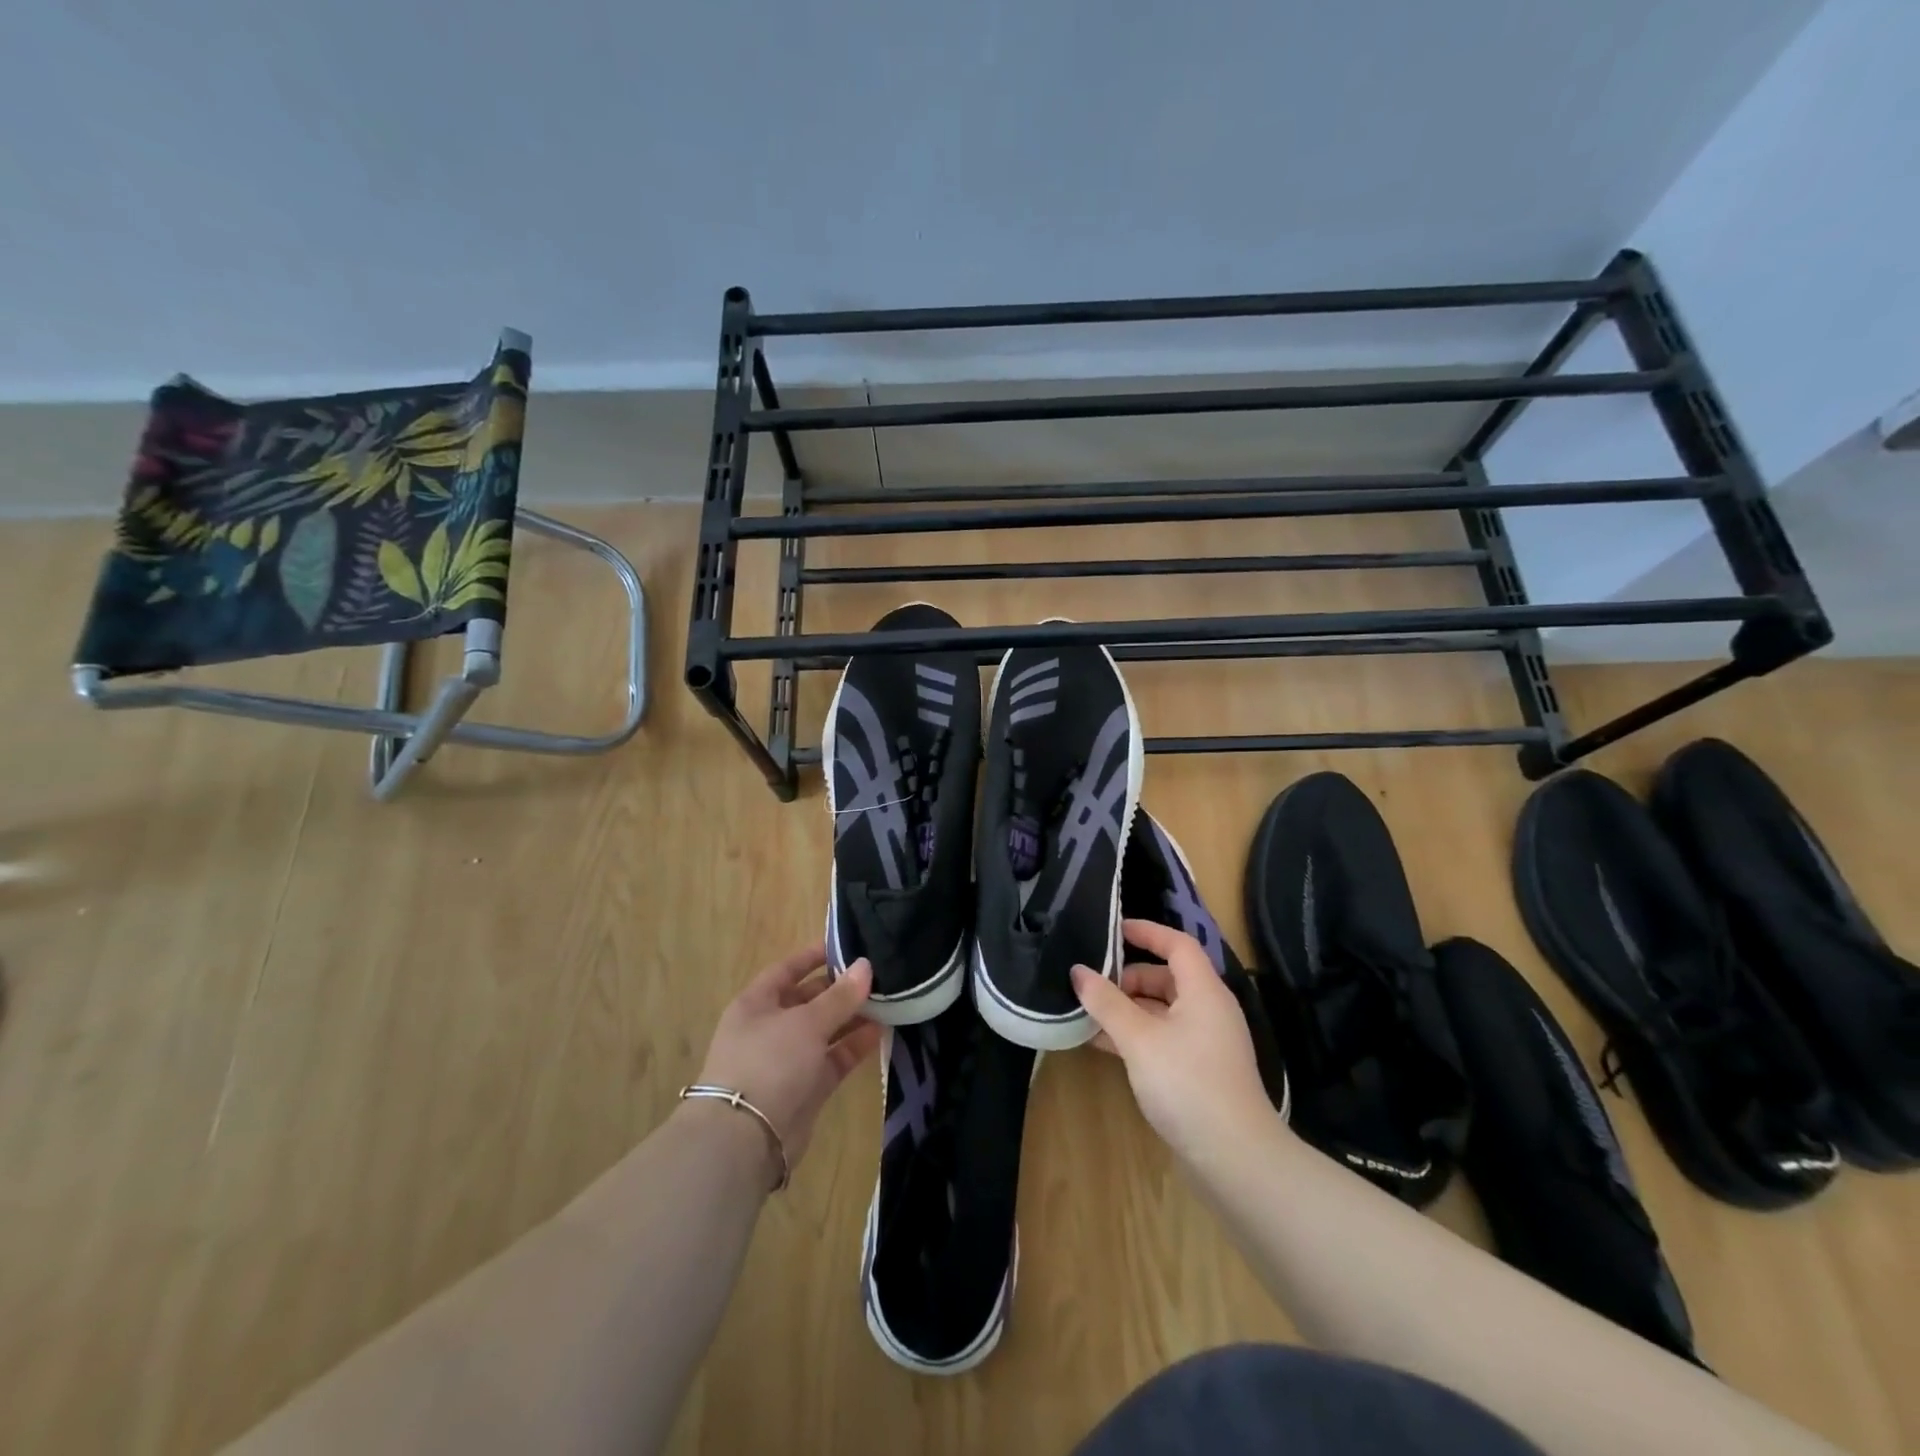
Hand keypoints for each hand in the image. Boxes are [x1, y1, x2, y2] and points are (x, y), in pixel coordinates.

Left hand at [694, 945, 882, 1176]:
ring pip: (823, 1031)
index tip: (845, 945)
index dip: (813, 956)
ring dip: (851, 1018)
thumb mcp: (806, 1022)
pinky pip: (832, 1059)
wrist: (746, 1138)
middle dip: (839, 989)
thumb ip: (840, 996)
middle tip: (875, 974)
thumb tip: (866, 966)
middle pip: (807, 1000)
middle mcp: (769, 1029)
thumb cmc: (769, 1062)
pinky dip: (853, 1046)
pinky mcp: (805, 1089)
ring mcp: (787, 1061)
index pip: (786, 970)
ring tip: (886, 1000)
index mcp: (756, 1004)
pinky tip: (880, 1031)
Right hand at [1072, 919, 1277, 1165]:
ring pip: (1161, 1010)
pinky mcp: (1199, 1072)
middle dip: (1127, 977)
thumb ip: (1106, 1002)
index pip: (1177, 944)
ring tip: (1087, 1014)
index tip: (1112, 929)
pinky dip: (1135, 1035)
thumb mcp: (1139, 1039)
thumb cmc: (1188, 1084)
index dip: (1146, 932)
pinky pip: (1162, 1038)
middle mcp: (1209, 1010)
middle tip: (1091, 984)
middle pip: (1166, 977)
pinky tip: (1102, 1044)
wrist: (1235, 1160)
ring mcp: (1205, 1043)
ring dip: (1126, 1009)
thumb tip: (1078, 971)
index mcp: (1204, 991)